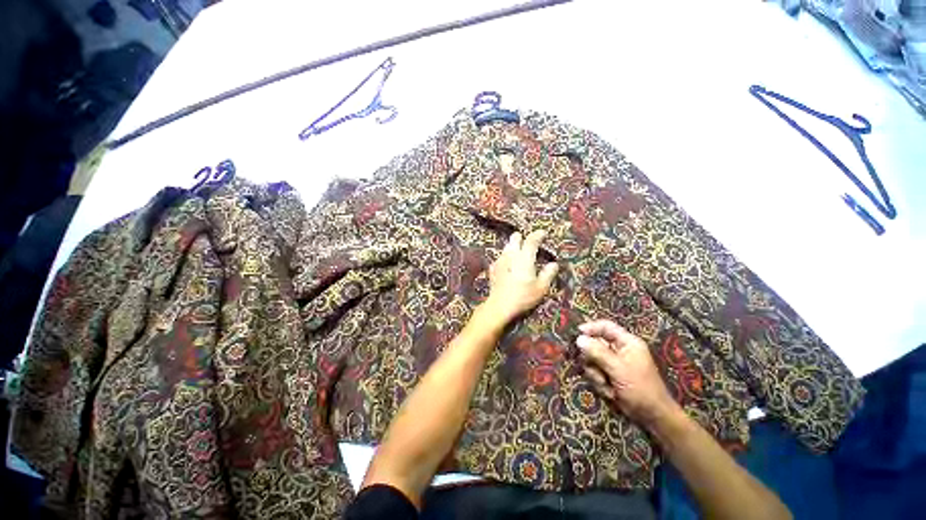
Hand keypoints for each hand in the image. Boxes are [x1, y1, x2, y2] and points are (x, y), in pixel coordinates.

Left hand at [483, 231, 558, 323]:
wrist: (500, 305)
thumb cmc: (522, 297)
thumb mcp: (541, 288)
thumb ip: (548, 273)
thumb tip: (553, 264)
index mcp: (524, 258)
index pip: (531, 240)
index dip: (538, 234)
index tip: (543, 233)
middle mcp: (511, 255)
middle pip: (515, 237)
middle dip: (522, 238)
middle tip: (529, 245)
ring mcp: (500, 260)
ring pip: (507, 246)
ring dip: (514, 247)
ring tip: (520, 257)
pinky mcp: (493, 267)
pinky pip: (501, 257)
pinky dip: (506, 258)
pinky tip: (509, 267)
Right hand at [576, 320, 679, 427]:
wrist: (652, 416)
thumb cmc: (640, 388)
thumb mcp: (618, 369)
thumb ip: (597, 352)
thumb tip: (578, 339)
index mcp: (627, 342)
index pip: (605, 326)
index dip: (590, 328)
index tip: (577, 334)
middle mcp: (619, 350)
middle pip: (594, 344)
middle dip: (592, 359)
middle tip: (596, 369)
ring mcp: (613, 363)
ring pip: (592, 360)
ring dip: (596, 374)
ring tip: (606, 384)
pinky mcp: (609, 375)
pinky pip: (594, 372)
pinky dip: (599, 383)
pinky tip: (610, 392)